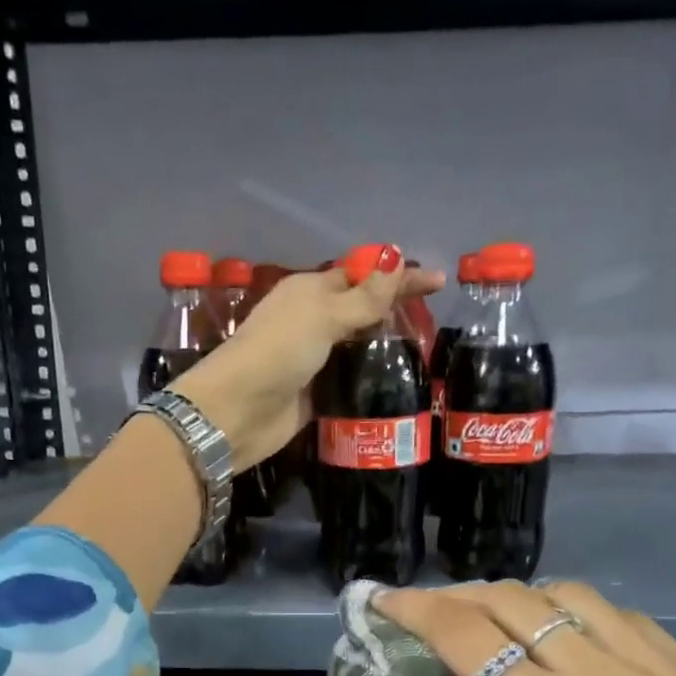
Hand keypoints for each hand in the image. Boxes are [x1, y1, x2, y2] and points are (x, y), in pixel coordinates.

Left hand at [170, 247, 443, 471]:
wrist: (237, 412)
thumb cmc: (278, 352)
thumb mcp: (323, 316)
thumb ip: (364, 297)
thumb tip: (397, 263)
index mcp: (310, 292)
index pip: (361, 276)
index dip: (398, 277)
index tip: (439, 282)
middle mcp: (311, 322)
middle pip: (360, 312)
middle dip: (394, 313)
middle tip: (435, 322)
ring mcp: (313, 360)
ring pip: (356, 348)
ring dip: (385, 350)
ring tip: (426, 355)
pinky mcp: (315, 395)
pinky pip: (349, 382)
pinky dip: (370, 381)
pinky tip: (399, 385)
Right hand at [376, 580, 675, 675]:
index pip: (465, 631)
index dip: (416, 607)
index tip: (385, 599)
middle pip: (514, 601)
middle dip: (460, 598)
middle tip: (434, 610)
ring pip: (570, 597)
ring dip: (520, 602)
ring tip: (496, 622)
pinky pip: (622, 620)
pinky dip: (578, 621)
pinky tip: (560, 643)